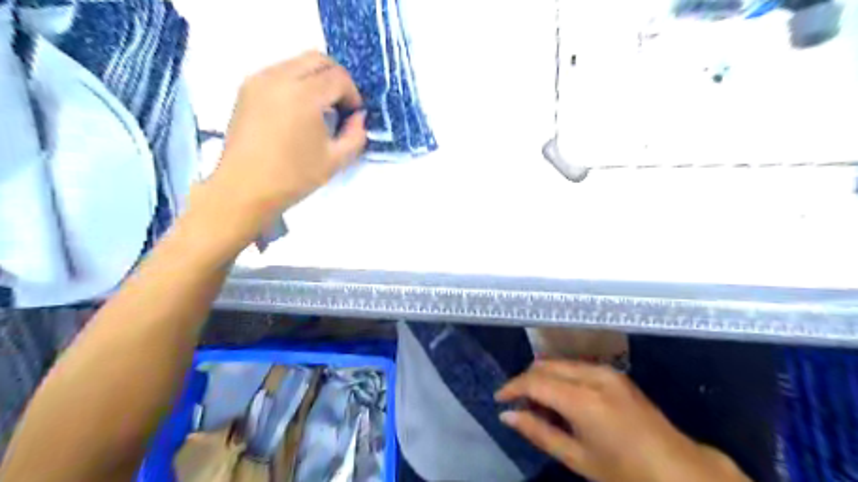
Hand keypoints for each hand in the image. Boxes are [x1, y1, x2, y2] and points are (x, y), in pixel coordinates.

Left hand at [212, 52, 368, 225]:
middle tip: (341, 106)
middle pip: (318, 59)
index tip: (354, 116)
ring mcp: (259, 80)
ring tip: (320, 110)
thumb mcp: (336, 160)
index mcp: (303, 96)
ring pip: (297, 62)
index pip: (338, 77)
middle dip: (337, 79)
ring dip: (316, 79)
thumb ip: (356, 135)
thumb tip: (358, 118)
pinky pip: (280, 71)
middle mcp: (279, 78)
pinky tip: (299, 111)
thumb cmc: (293, 177)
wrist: (245, 188)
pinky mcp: (247, 88)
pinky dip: (297, 82)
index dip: (353, 95)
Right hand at [496, 360, 752, 480]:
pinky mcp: (615, 374)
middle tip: (517, 404)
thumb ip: (539, 432)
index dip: (513, 387)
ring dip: (543, 377)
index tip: (499, 398)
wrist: (680, 470)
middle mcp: (593, 376)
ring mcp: (607, 372)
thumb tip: (507, 416)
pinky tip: (560, 398)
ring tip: (538, 403)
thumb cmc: (626, 473)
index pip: (535, 381)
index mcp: (583, 400)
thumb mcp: (578, 459)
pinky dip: (560, 376)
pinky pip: (576, 367)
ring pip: (560, 363)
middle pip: (545, 365)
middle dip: (526, 380)